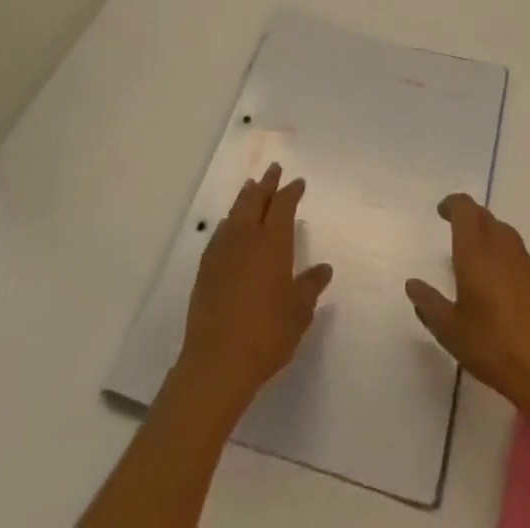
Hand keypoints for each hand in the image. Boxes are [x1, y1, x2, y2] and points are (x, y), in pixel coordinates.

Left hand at [176, 163, 332, 418]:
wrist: (217, 361)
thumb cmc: (267, 333)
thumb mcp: (299, 312)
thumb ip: (310, 286)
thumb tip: (323, 268)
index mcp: (273, 241)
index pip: (283, 205)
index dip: (290, 191)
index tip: (297, 181)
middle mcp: (247, 237)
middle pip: (256, 199)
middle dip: (266, 183)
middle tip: (273, 169)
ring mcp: (223, 250)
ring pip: (235, 212)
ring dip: (245, 197)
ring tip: (251, 187)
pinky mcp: (205, 268)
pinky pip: (220, 232)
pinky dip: (229, 222)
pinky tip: (229, 226)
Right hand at [406, 194, 529, 431]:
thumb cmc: (492, 346)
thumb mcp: (450, 331)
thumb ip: (429, 304)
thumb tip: (412, 284)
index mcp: (475, 251)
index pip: (464, 208)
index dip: (452, 204)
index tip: (442, 211)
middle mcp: (501, 246)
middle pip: (484, 215)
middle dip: (468, 216)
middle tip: (454, 229)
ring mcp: (524, 260)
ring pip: (503, 231)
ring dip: (488, 232)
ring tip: (476, 252)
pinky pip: (518, 252)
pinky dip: (504, 253)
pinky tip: (501, 279)